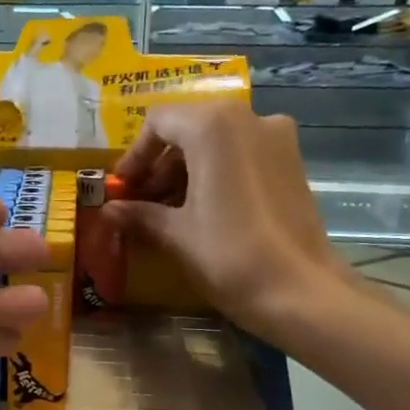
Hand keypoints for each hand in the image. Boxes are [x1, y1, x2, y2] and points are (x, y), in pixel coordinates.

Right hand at [104, 100, 359, 339]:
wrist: (300, 291)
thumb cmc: (227, 254)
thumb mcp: (175, 234)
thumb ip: (139, 214)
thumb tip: (109, 210)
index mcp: (213, 126)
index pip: (159, 122)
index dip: (134, 155)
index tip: (122, 189)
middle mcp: (249, 118)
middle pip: (189, 129)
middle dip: (160, 165)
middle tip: (141, 203)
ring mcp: (277, 138)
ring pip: (217, 143)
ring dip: (186, 172)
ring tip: (169, 213)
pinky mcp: (292, 162)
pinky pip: (242, 156)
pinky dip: (216, 175)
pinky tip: (203, 212)